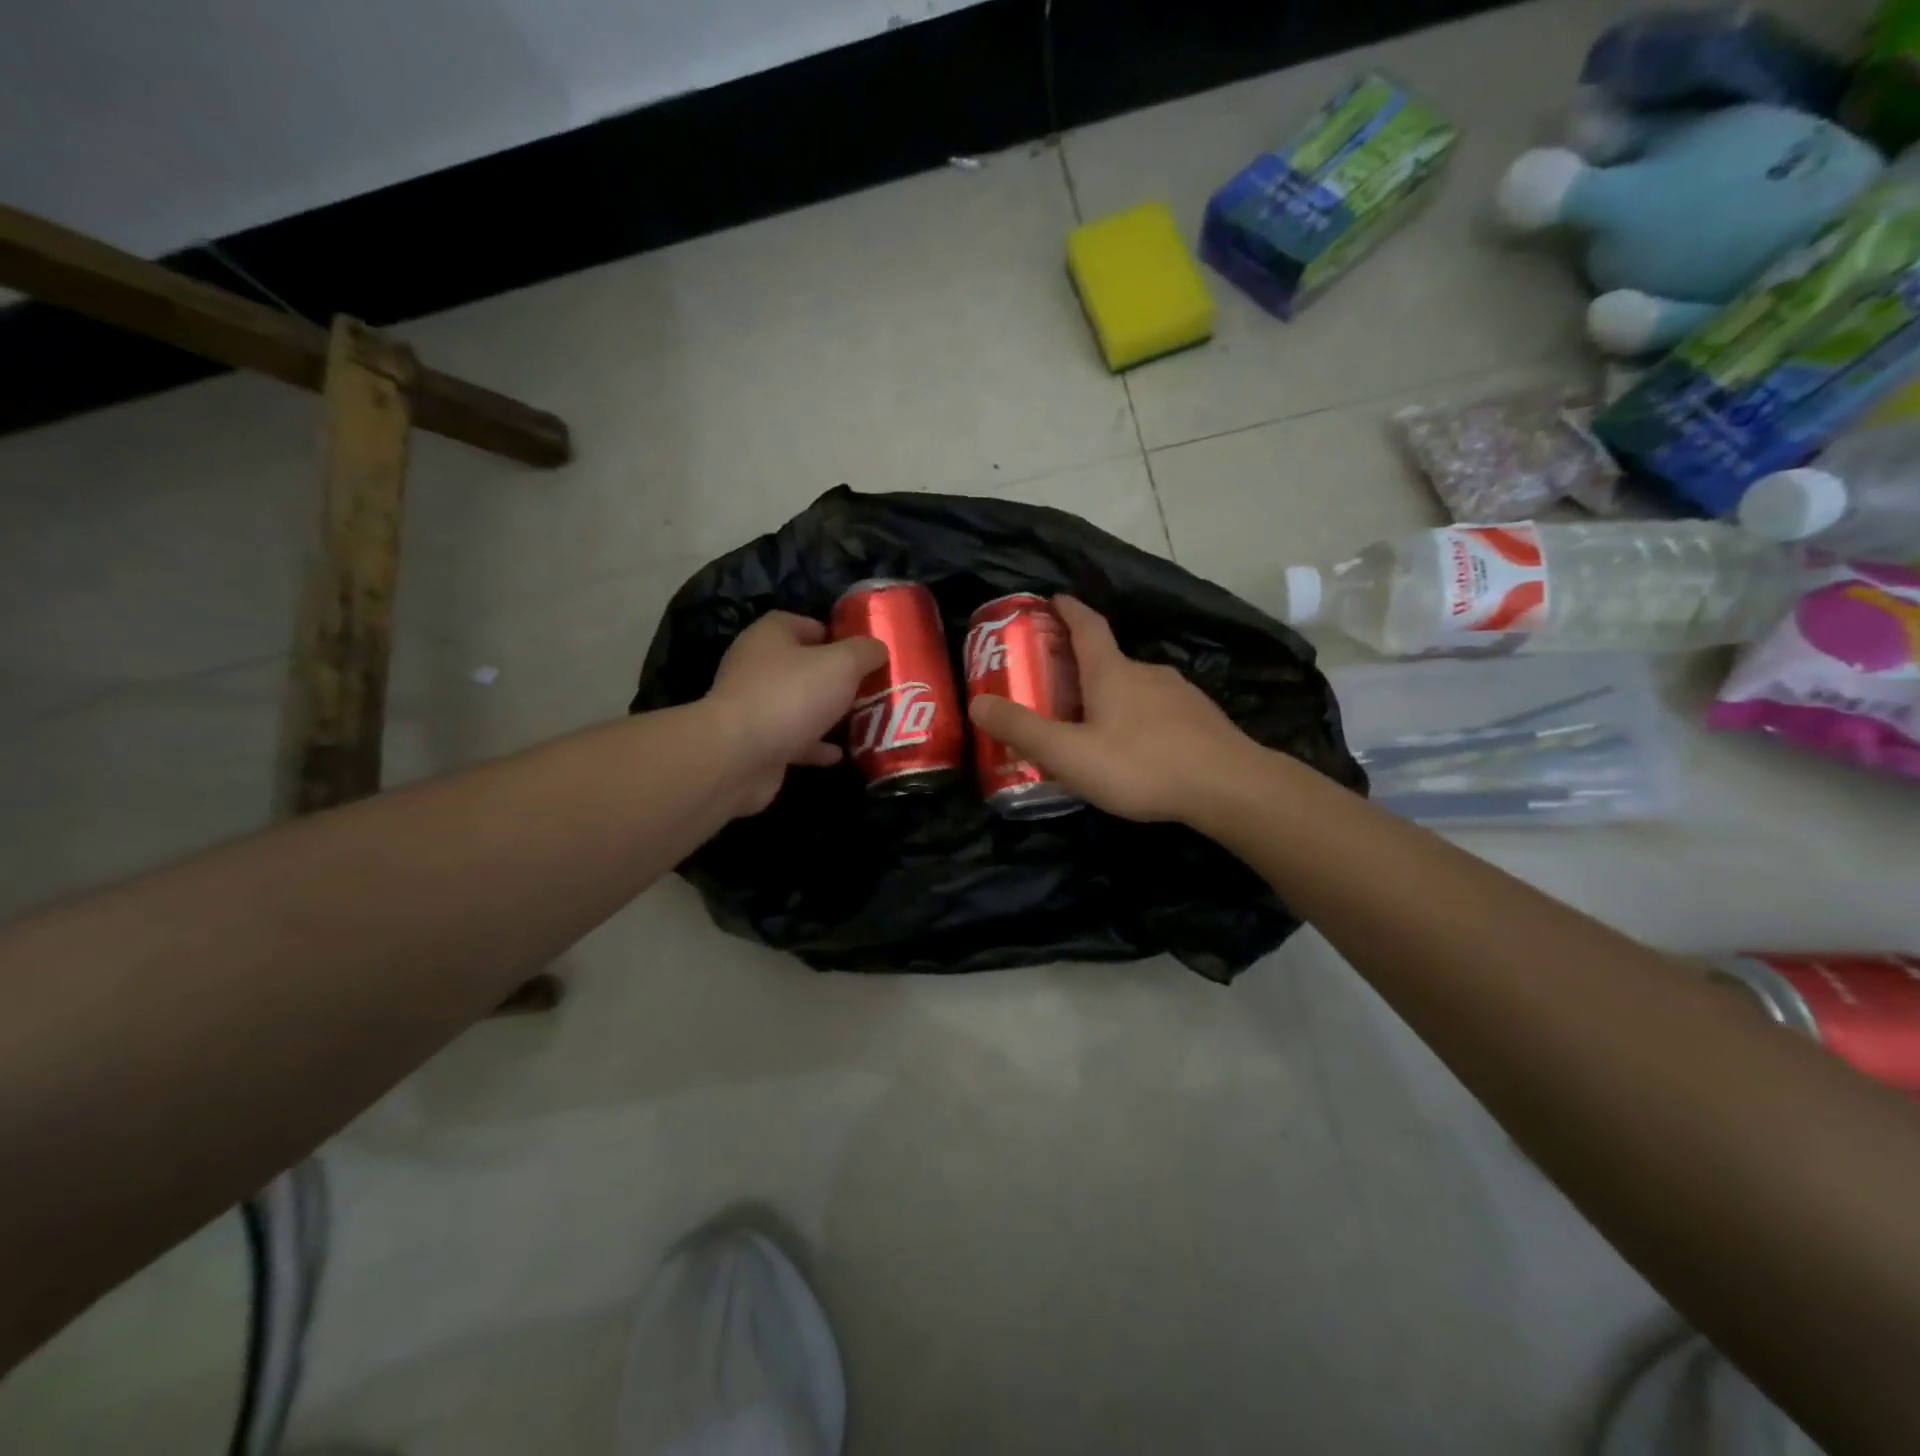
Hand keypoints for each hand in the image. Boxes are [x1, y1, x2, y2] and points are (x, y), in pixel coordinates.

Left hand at [706, 612, 886, 815]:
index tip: (864, 653)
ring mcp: (754, 706)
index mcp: (771, 636)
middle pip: (803, 666)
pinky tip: (840, 754)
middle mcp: (757, 666)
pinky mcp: (756, 742)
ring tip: (862, 720)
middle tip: (869, 688)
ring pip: (798, 704)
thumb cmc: (792, 696)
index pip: (805, 624)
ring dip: (826, 713)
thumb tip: (878, 648)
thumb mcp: (842, 664)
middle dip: (836, 678)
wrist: (739, 756)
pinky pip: (793, 739)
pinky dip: (815, 745)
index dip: (836, 635)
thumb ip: (864, 652)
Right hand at [968, 595, 1255, 822]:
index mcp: (1112, 671)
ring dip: (1111, 698)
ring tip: (1092, 728)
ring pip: (1135, 688)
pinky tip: (1136, 750)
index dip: (1067, 610)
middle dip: (1081, 667)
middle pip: (1109, 660)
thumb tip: (978, 703)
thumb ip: (1023, 730)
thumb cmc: (1141, 764)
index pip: (1087, 625)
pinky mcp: (1202, 721)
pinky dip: (1139, 720)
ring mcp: (1180, 695)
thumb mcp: (1069, 753)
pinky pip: (1159, 712)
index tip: (1053, 598)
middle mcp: (1147, 672)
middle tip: (1056, 688)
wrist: (1230, 787)